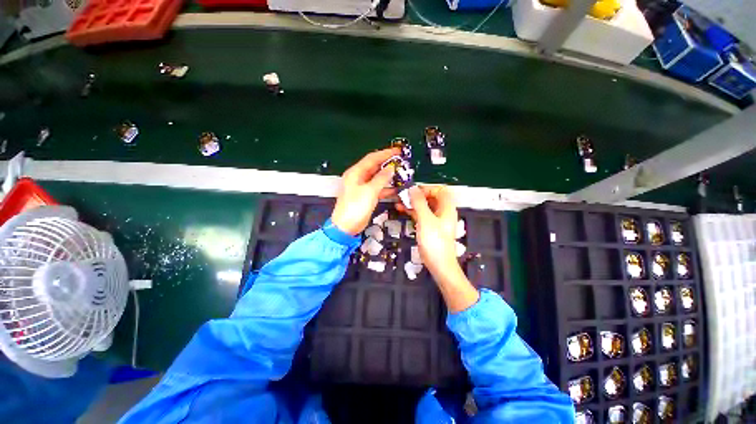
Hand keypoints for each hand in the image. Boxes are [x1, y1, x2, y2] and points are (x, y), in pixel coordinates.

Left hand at [331, 148, 399, 235]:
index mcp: (355, 173)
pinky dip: (386, 188)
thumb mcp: (370, 191)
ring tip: (400, 173)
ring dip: (388, 176)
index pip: (372, 158)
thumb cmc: (354, 208)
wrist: (346, 227)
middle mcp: (358, 178)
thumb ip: (381, 178)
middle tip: (400, 161)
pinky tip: (395, 189)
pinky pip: (377, 188)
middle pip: (374, 166)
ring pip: (377, 178)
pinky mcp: (365, 196)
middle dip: (387, 163)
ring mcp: (362, 187)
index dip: (385, 153)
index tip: (397, 151)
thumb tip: (390, 169)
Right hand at [397, 185, 478, 311]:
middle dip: (417, 195)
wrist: (439, 265)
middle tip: (403, 195)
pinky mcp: (429, 227)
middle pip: (431, 197)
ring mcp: (436, 220)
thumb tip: (412, 188)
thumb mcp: (425, 220)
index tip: (413, 191)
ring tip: (398, 201)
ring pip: (424, 206)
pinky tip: (401, 209)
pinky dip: (413, 211)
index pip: (439, 190)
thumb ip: (419, 202)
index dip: (427, 188)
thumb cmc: (434, 241)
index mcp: (447, 208)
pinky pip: (421, 214)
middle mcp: (443, 212)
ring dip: (413, 203)